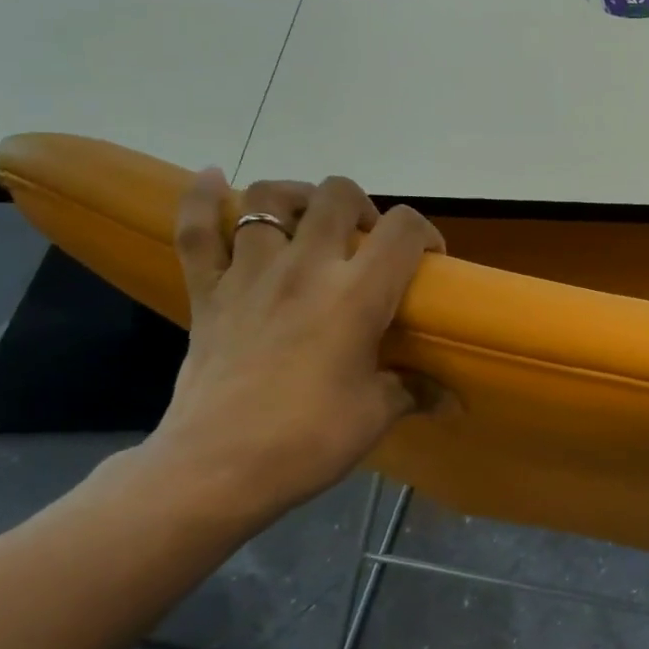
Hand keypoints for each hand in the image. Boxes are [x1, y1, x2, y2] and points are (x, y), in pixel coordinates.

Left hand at [148, 171, 443, 521]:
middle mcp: (306, 267)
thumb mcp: (375, 414)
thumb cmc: (308, 440)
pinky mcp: (208, 292)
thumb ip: (415, 391)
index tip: (428, 259)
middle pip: (337, 195)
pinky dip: (199, 200)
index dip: (425, 232)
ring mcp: (250, 274)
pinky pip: (195, 232)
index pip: (403, 230)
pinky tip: (210, 179)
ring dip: (295, 197)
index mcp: (356, 294)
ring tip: (308, 218)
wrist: (215, 469)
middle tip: (366, 241)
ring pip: (268, 198)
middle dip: (362, 206)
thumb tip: (452, 398)